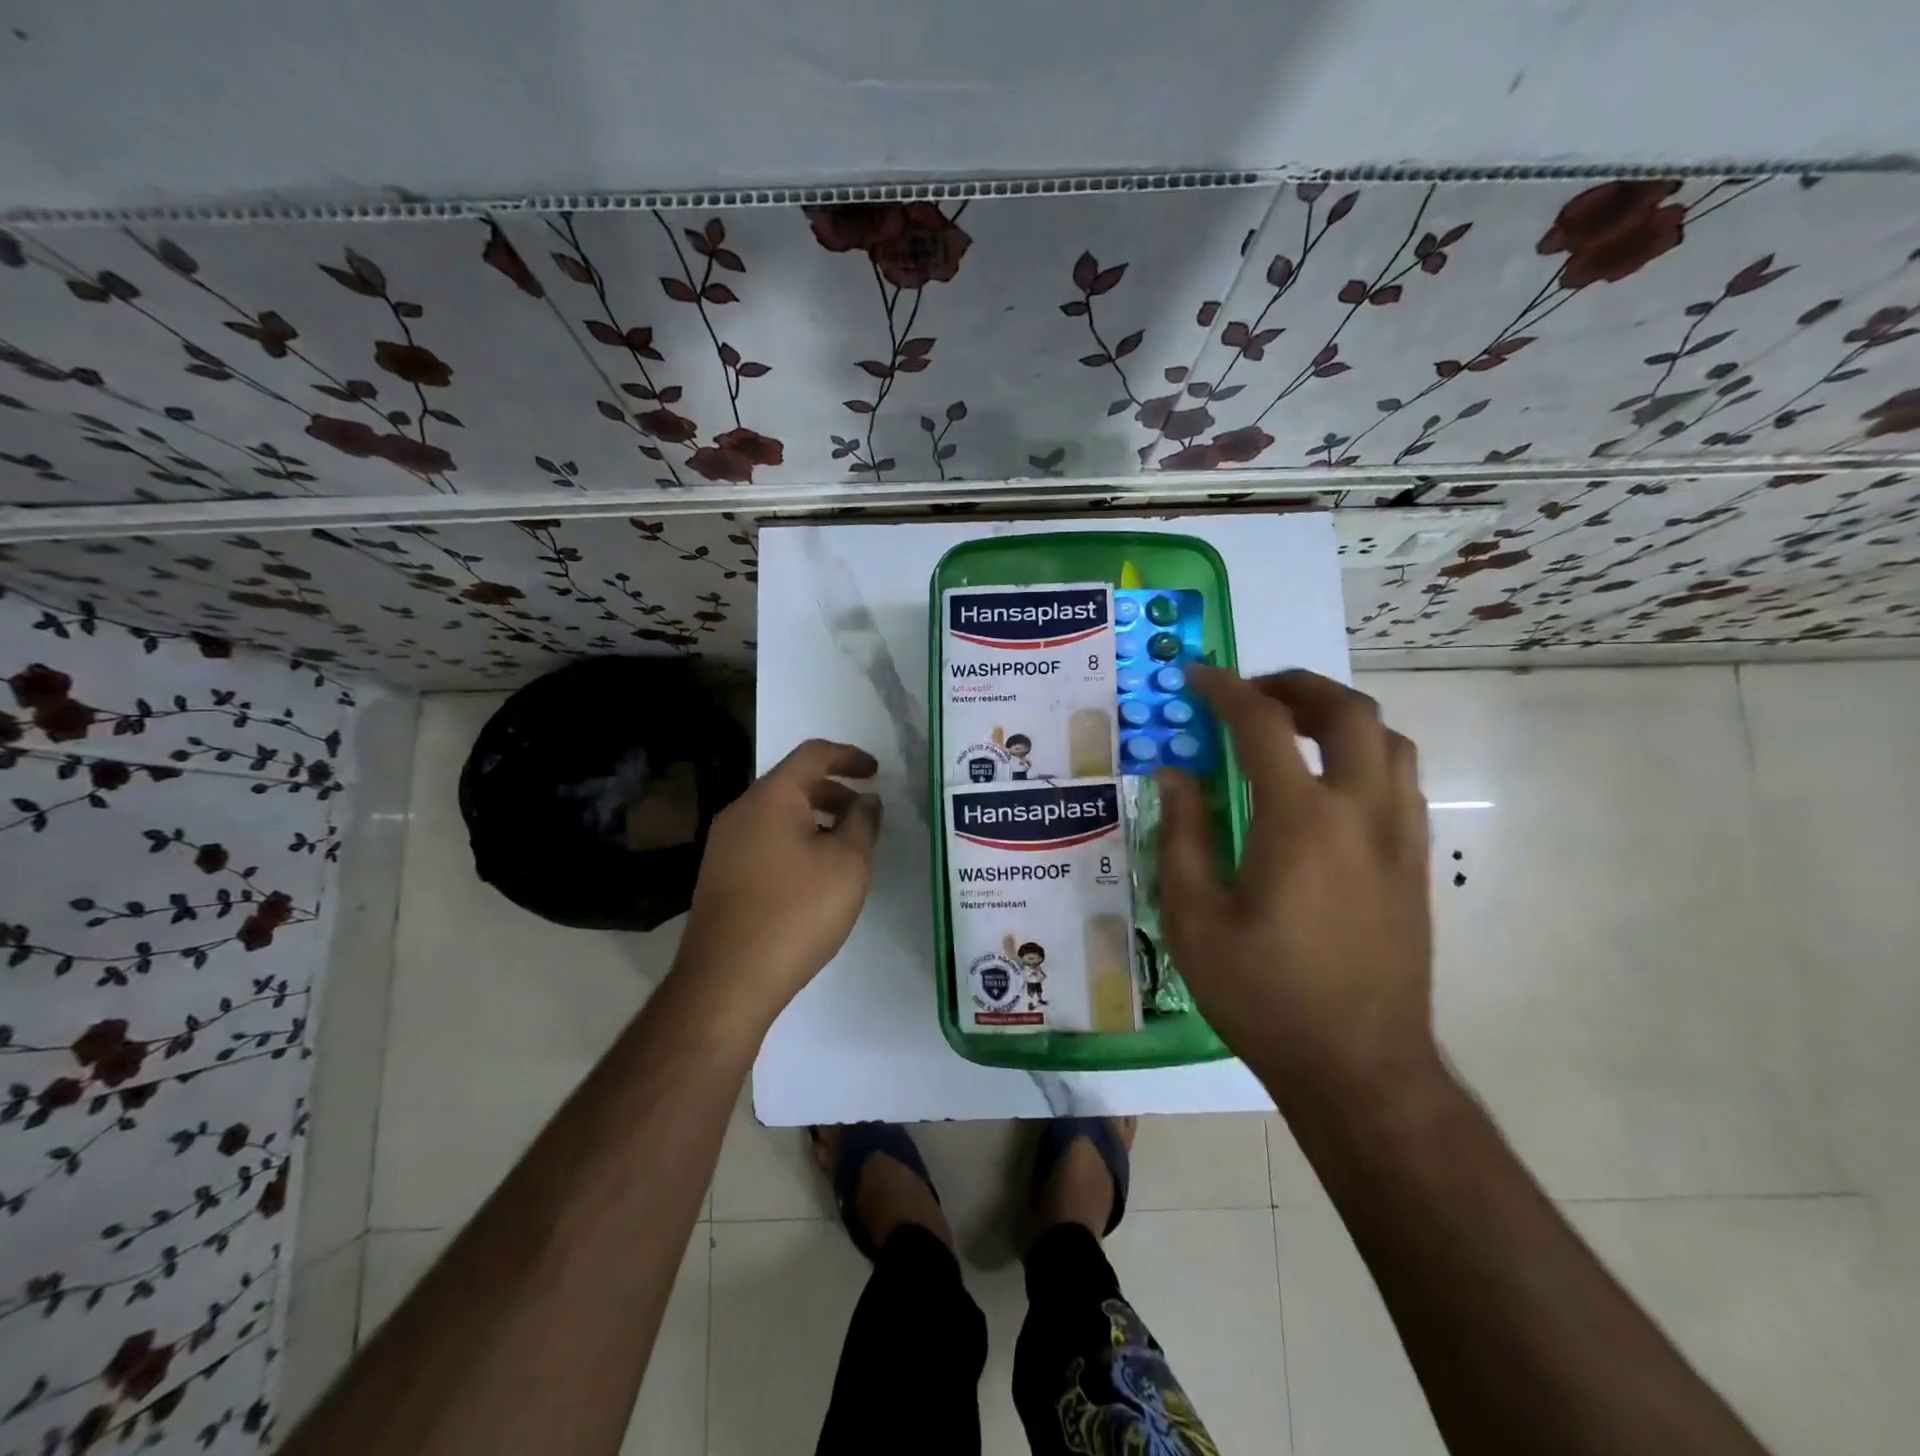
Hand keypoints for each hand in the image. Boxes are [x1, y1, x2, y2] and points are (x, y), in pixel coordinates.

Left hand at [675, 739, 881, 1029]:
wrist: (727, 979)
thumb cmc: (797, 911)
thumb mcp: (848, 864)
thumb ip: (863, 823)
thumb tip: (866, 801)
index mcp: (771, 797)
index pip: (813, 754)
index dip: (849, 756)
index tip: (876, 772)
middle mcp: (741, 811)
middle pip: (792, 783)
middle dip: (833, 791)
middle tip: (865, 815)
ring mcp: (724, 844)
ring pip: (777, 814)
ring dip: (815, 819)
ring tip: (844, 849)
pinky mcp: (719, 875)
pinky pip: (763, 840)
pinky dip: (794, 841)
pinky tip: (813, 876)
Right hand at [1156, 669, 1439, 1115]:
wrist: (1360, 1068)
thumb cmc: (1263, 995)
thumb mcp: (1194, 920)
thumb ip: (1182, 836)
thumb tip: (1176, 774)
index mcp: (1300, 821)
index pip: (1263, 724)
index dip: (1225, 689)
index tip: (1197, 677)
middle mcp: (1361, 812)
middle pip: (1347, 712)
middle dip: (1296, 685)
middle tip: (1251, 694)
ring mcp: (1399, 837)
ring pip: (1388, 740)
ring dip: (1338, 716)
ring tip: (1292, 730)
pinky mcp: (1416, 864)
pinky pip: (1400, 779)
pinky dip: (1364, 753)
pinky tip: (1327, 784)